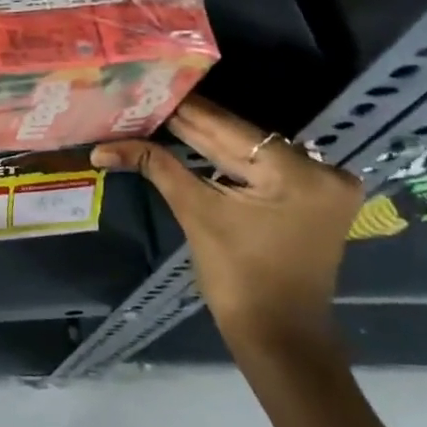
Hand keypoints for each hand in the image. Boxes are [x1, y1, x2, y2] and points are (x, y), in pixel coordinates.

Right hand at [92, 94, 361, 352]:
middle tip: (148, 101)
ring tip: (161, 115)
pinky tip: (191, 141)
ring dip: (206, 139)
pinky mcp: (315, 197)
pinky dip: (228, 158)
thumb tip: (103, 147)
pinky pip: (263, 166)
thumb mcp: (195, 211)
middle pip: (240, 137)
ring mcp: (323, 184)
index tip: (148, 88)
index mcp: (298, 172)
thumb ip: (156, 165)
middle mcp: (321, 169)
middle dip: (192, 125)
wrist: (280, 338)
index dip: (182, 109)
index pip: (227, 127)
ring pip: (250, 149)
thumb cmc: (238, 278)